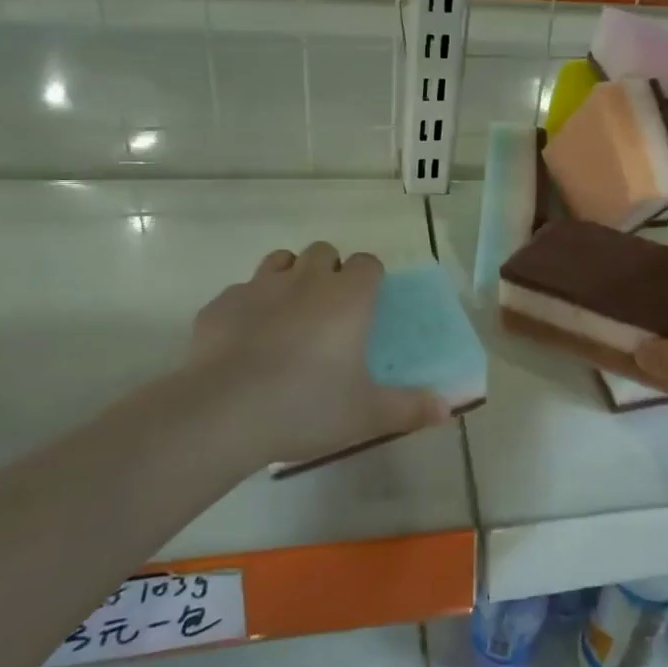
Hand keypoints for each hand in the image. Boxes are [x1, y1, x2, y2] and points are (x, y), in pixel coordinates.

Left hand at [185, 243, 446, 469]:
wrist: (222, 413)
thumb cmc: (307, 406)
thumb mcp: (367, 415)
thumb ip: (410, 409)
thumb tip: (447, 410)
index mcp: (348, 298)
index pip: (368, 263)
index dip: (370, 279)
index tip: (368, 306)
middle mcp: (306, 280)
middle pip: (324, 252)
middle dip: (329, 271)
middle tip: (329, 313)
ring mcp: (259, 287)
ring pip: (280, 260)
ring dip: (289, 276)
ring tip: (289, 315)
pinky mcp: (220, 304)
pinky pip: (240, 291)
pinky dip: (248, 306)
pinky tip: (245, 340)